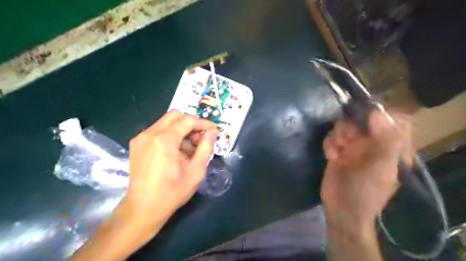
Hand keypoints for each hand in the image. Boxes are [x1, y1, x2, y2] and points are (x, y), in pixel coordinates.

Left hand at [71, 110, 217, 260]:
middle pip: (175, 116)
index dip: (203, 123)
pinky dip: (171, 135)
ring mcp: (140, 138)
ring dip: (181, 130)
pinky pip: (158, 131)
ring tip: (190, 149)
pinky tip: (177, 152)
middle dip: (191, 124)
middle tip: (201, 139)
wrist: (143, 209)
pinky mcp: (137, 144)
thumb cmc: (172, 193)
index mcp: (164, 140)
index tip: (214, 131)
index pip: (188, 121)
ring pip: (166, 122)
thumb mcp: (196, 171)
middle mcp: (149, 134)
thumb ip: (206, 148)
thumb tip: (212, 132)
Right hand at [321, 111, 404, 237]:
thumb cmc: (365, 191)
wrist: (341, 209)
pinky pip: (332, 137)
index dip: (376, 114)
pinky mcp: (337, 151)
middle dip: (350, 127)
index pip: (389, 120)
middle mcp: (372, 144)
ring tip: (337, 151)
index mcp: (390, 147)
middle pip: (361, 120)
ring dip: (337, 136)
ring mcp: (353, 147)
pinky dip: (329, 144)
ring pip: (344, 127)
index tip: (362, 116)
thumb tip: (377, 112)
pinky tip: (330, 156)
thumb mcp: (380, 167)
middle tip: (346, 140)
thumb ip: (385, 140)